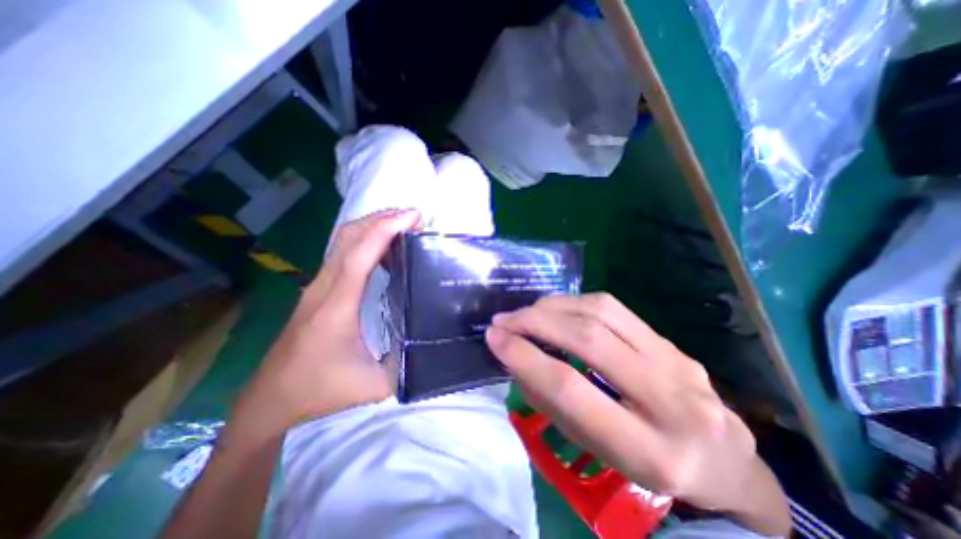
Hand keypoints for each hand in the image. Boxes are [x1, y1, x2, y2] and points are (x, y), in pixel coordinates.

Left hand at [236, 209, 421, 435]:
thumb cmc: (320, 392)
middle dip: (382, 219)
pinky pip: (342, 253)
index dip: (385, 230)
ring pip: (343, 242)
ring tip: (403, 224)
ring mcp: (318, 287)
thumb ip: (407, 365)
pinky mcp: (319, 290)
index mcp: (337, 307)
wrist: (270, 401)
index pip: (359, 256)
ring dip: (373, 226)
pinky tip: (384, 246)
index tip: (412, 216)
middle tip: (414, 216)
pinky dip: (365, 240)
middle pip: (348, 238)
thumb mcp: (374, 386)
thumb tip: (433, 345)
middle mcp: (324, 288)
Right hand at [484, 292, 791, 537]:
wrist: (722, 460)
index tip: (494, 339)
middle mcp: (670, 401)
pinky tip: (556, 309)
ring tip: (525, 312)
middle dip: (535, 322)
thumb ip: (555, 403)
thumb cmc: (648, 467)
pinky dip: (574, 303)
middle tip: (503, 320)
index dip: (525, 357)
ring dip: (553, 307)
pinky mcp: (672, 341)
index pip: (571, 389)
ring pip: (602, 313)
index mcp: (648, 452)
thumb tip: (518, 356)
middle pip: (588, 339)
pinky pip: (614, 308)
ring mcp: (678, 362)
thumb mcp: (596, 450)